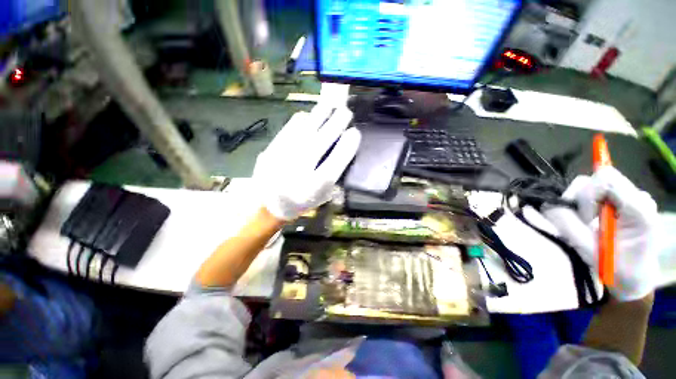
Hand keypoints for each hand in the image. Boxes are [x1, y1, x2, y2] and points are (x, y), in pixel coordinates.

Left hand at [253, 105, 361, 220]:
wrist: (268, 205)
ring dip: (320, 116)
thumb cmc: (300, 202)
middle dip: (336, 124)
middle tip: (346, 113)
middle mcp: (299, 171)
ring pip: (305, 131)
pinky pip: (289, 129)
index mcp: (314, 187)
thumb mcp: (321, 197)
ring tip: (331, 106)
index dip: (347, 146)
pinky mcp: (271, 149)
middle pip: (321, 142)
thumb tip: (341, 150)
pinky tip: (310, 116)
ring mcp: (283, 158)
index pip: (335, 162)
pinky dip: (302, 120)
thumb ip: (333, 177)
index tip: (355, 133)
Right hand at [542, 167, 658, 300]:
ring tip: (586, 222)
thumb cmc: (617, 270)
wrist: (635, 279)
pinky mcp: (623, 200)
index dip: (586, 194)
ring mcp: (632, 197)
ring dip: (582, 202)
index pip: (606, 179)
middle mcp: (638, 197)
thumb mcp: (590, 252)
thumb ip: (568, 226)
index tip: (584, 218)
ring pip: (594, 183)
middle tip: (583, 222)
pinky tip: (591, 219)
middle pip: (598, 179)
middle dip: (582, 199)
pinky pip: (597, 191)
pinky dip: (586, 203)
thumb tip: (546, 205)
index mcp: (638, 209)